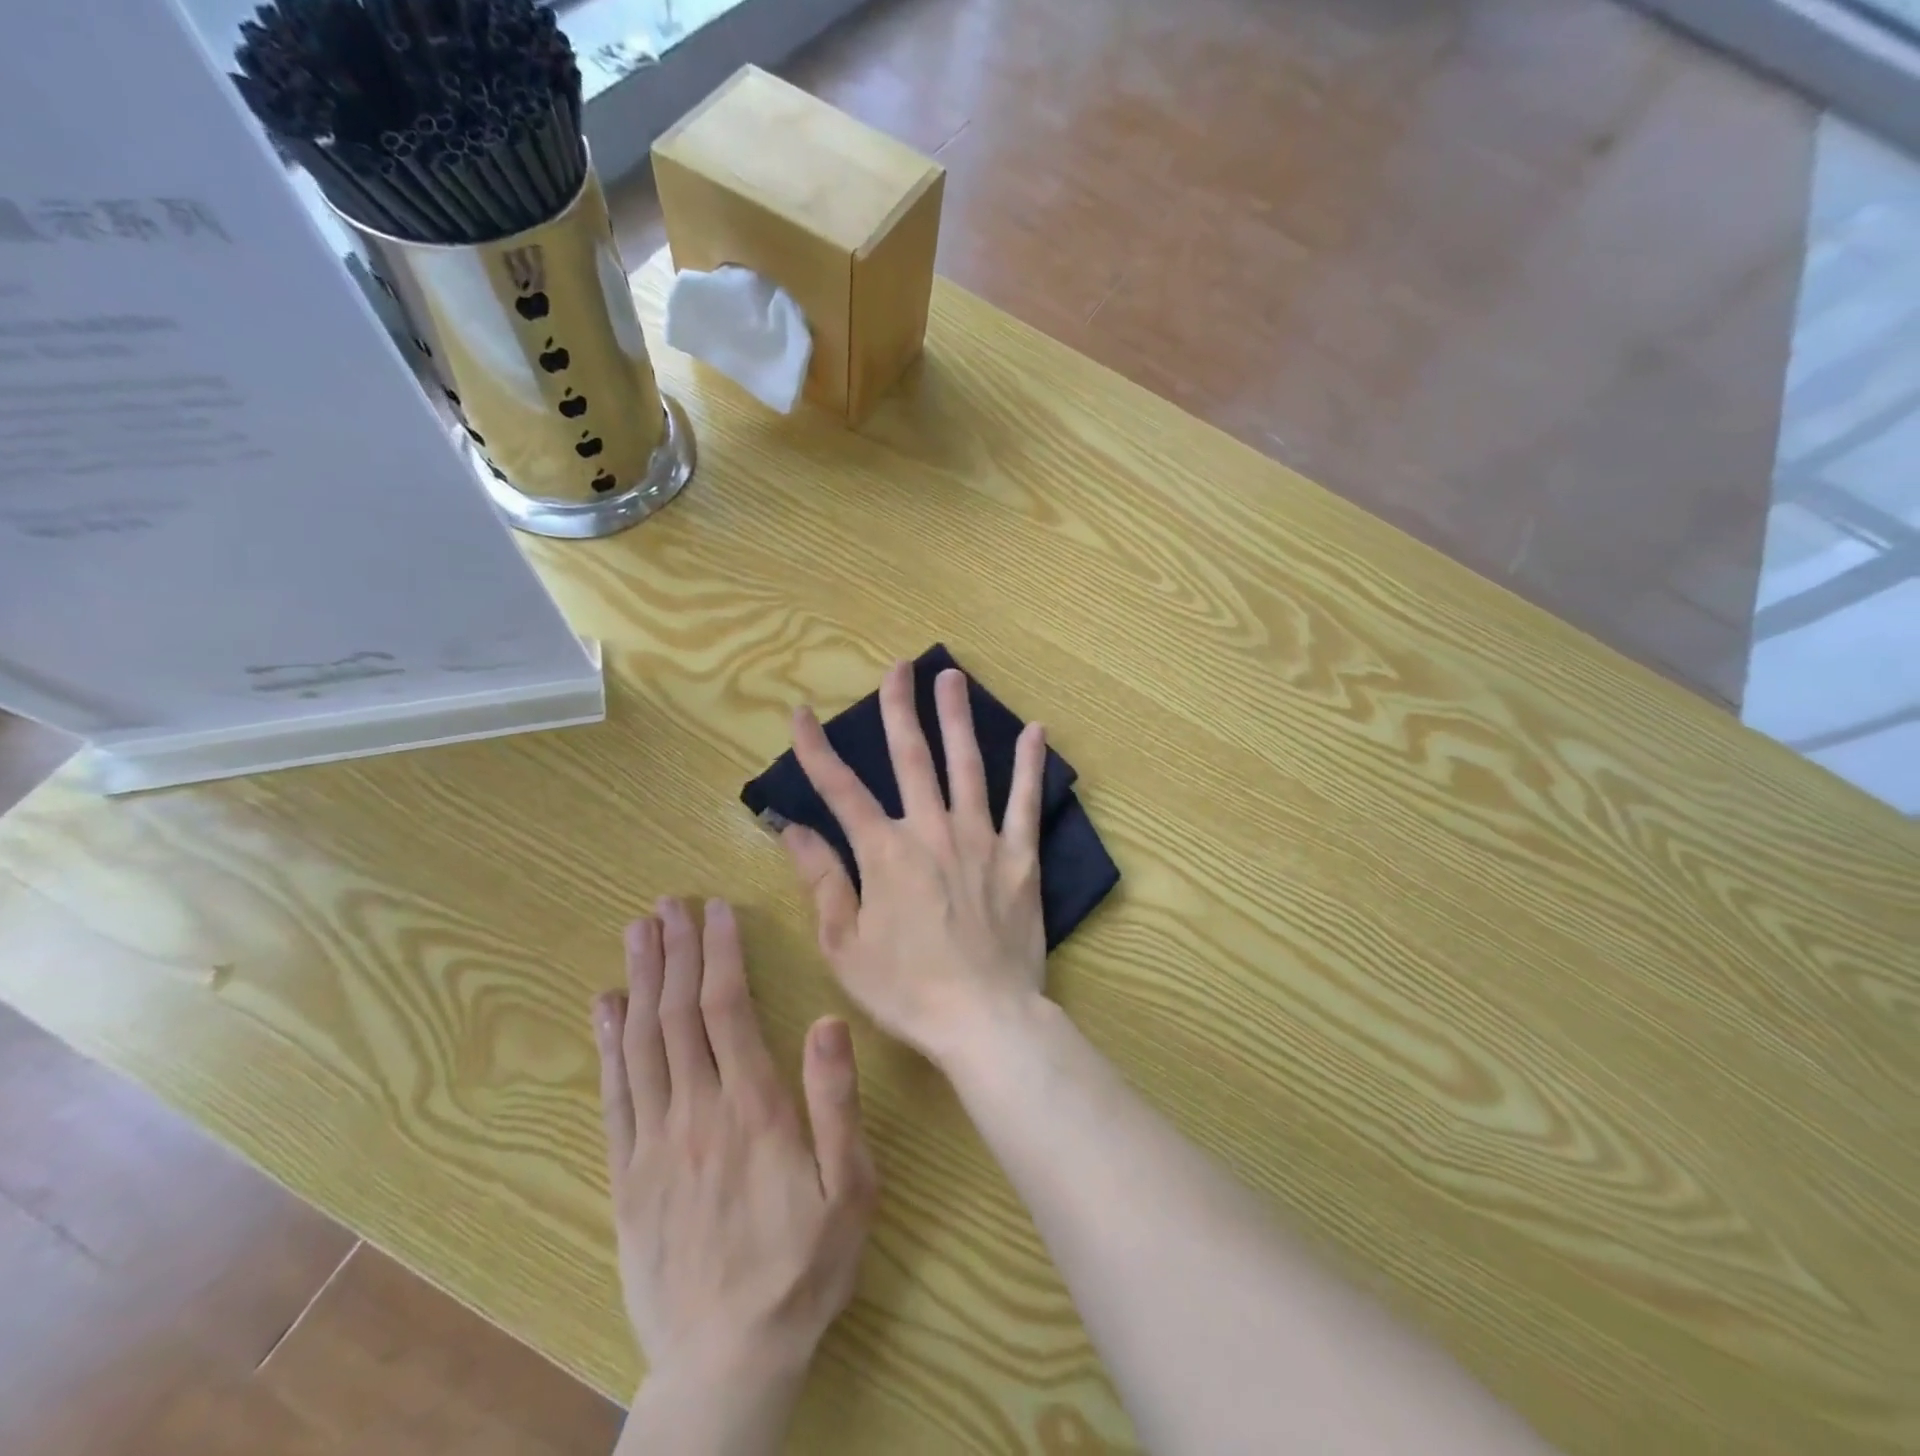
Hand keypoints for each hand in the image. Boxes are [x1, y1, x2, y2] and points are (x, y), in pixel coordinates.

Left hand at [594, 897, 876, 1415]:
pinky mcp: (626, 1174)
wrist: (726, 1362)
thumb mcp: (849, 1186)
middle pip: (678, 1014)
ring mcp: (654, 1142)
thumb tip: (826, 1021)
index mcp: (753, 1108)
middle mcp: (697, 1112)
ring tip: (637, 932)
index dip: (720, 954)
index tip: (716, 911)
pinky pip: (613, 1094)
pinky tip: (605, 1007)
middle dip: (675, 951)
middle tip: (668, 903)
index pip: (728, 1010)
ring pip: (641, 1043)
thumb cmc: (803, 1266)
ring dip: (640, 981)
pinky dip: (607, 1043)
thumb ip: (835, 1101)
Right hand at [782, 662, 1049, 1068]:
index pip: (841, 790)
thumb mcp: (845, 944)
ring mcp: (980, 839)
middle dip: (900, 710)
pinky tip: (1036, 731)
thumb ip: (822, 880)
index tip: (802, 712)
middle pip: (911, 758)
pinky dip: (1030, 765)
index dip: (817, 749)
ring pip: (966, 765)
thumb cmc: (906, 989)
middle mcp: (931, 831)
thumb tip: (794, 830)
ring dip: (958, 719)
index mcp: (884, 853)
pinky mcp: (1019, 857)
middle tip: (899, 669)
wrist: (983, 1018)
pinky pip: (1026, 802)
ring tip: (954, 678)